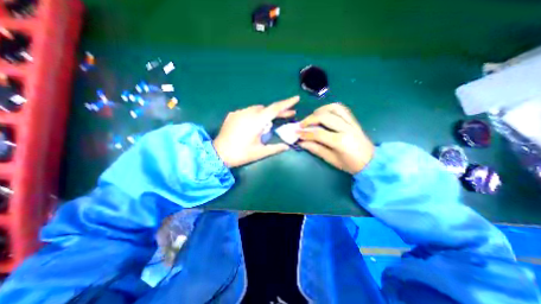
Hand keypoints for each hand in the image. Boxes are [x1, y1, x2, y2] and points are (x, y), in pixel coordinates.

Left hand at [213, 96, 299, 166]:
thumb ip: (276, 148)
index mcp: (256, 121)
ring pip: (257, 109)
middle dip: (279, 111)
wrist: (218, 154)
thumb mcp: (260, 152)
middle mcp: (248, 113)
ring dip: (266, 114)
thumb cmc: (241, 154)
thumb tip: (287, 146)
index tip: (296, 98)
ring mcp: (239, 112)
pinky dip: (254, 116)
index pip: (275, 109)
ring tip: (270, 123)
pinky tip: (253, 124)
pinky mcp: (232, 115)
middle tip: (289, 115)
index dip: (287, 103)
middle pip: (267, 108)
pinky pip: (247, 112)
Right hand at [298, 103, 373, 174]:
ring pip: (334, 108)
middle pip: (324, 117)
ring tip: (312, 117)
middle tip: (301, 125)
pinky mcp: (354, 120)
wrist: (371, 162)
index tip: (296, 133)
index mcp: (340, 141)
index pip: (318, 133)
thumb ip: (316, 149)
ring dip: (320, 110)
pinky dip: (331, 108)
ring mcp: (351, 122)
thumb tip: (301, 143)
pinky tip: (324, 113)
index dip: (305, 133)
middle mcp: (346, 128)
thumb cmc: (350, 164)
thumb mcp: (331, 160)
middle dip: (309, 120)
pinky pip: (342, 109)